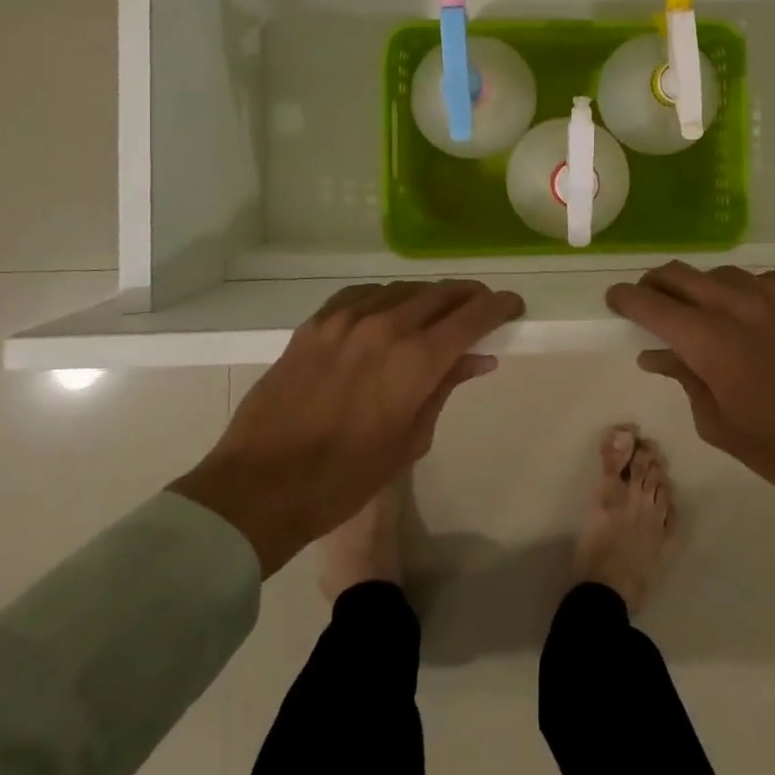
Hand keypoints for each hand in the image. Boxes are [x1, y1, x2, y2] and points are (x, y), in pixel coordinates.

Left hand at [169, 280, 523, 574]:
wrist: (260, 486)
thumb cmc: (345, 478)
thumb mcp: (410, 439)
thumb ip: (446, 388)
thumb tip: (479, 358)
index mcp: (416, 359)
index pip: (473, 315)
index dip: (500, 306)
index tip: (514, 306)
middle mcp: (386, 325)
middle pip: (442, 293)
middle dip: (471, 297)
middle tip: (483, 309)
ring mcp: (347, 318)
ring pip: (404, 289)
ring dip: (430, 296)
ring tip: (438, 312)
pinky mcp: (317, 322)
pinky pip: (364, 294)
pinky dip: (388, 298)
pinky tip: (389, 312)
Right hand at [606, 262, 774, 557]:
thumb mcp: (720, 426)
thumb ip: (685, 379)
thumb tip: (655, 354)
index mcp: (711, 342)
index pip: (653, 305)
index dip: (627, 298)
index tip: (615, 299)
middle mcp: (740, 307)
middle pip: (683, 275)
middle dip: (658, 282)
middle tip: (651, 297)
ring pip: (725, 274)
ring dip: (705, 287)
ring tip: (706, 309)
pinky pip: (768, 280)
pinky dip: (749, 291)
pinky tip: (755, 312)